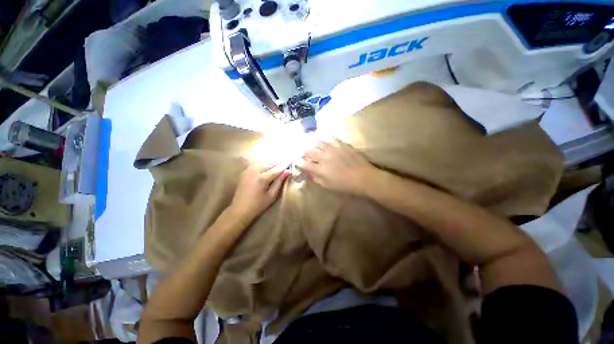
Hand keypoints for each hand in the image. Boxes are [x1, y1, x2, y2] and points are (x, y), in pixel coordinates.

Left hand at [229, 162, 290, 222]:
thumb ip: (279, 182)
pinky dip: (263, 163)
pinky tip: (268, 163)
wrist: (239, 209)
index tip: (291, 160)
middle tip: (286, 159)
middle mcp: (254, 171)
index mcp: (262, 179)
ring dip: (271, 161)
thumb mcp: (271, 195)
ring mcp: (248, 171)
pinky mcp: (244, 172)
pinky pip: (256, 164)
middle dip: (278, 161)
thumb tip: (287, 172)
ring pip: (262, 162)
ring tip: (279, 161)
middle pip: (269, 163)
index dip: (284, 165)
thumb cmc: (258, 205)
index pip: (276, 169)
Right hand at [302, 140, 376, 193]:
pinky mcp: (342, 145)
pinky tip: (328, 143)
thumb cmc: (345, 185)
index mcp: (320, 168)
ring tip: (315, 147)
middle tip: (305, 154)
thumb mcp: (328, 185)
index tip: (300, 163)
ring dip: (314, 145)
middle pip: (309, 151)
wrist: (363, 177)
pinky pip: (332, 139)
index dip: (300, 163)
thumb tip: (309, 173)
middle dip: (304, 153)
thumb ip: (316, 178)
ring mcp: (333, 149)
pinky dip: (328, 141)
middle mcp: (324, 156)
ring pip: (319, 142)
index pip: (305, 164)